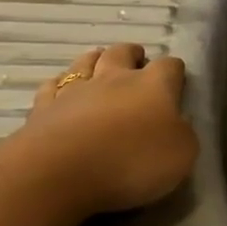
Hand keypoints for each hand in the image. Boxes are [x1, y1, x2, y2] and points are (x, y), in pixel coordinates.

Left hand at [7, 44, 196, 217]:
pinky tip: (60, 92)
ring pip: (85, 62)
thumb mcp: (180, 156)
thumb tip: (178, 123)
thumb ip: (183, 134)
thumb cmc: (130, 162)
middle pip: (122, 53)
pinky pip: (52, 87)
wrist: (60, 172)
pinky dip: (59, 86)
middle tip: (137, 62)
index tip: (177, 82)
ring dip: (94, 60)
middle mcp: (114, 78)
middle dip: (132, 54)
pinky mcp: (43, 108)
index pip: (170, 67)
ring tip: (99, 63)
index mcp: (153, 86)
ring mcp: (74, 90)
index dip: (175, 72)